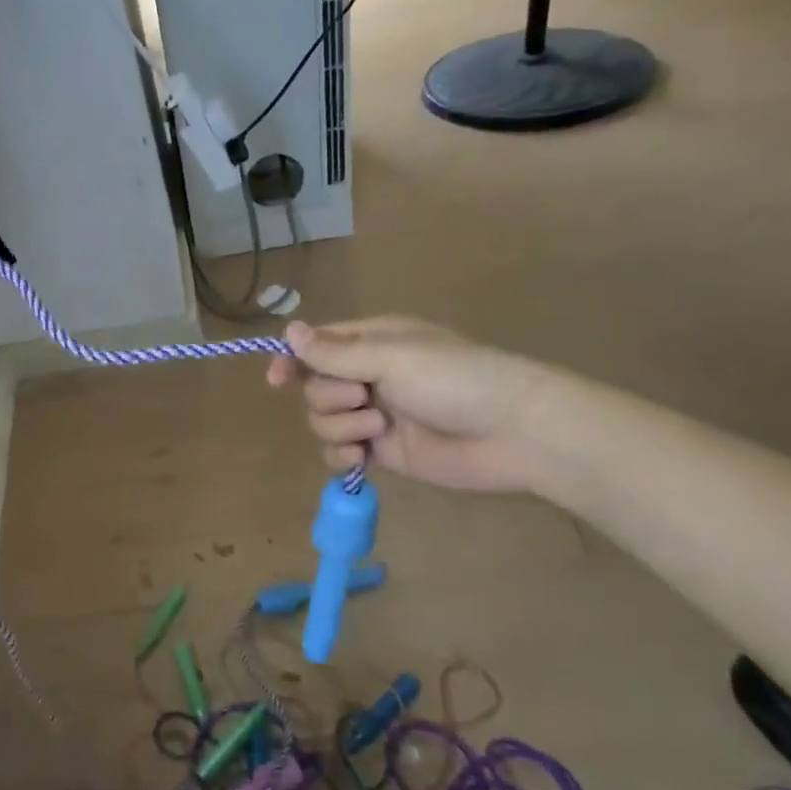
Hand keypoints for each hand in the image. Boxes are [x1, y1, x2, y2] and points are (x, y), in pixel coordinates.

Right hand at [265, 316, 551, 493]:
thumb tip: (288, 331)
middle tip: (364, 398)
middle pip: (314, 387)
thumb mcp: (392, 356)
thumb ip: (335, 352)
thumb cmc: (456, 380)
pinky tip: (361, 458)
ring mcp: (374, 415)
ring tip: (378, 429)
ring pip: (322, 421)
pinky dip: (342, 456)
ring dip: (341, 426)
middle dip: (330, 396)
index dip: (292, 361)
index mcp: (372, 342)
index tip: (276, 380)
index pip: (316, 347)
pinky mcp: (382, 452)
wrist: (514, 434)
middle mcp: (368, 376)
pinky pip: (338, 453)